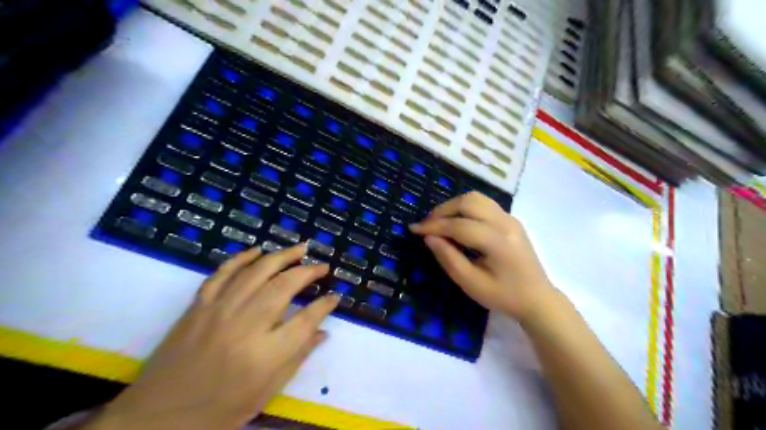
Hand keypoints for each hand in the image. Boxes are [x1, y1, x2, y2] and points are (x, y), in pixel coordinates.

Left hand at [89, 244, 336, 428]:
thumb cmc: (220, 409)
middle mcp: (246, 325)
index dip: (325, 305)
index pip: (307, 319)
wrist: (158, 417)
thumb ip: (298, 357)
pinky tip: (258, 250)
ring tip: (300, 248)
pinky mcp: (199, 305)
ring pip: (257, 271)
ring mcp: (220, 310)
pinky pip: (223, 273)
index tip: (336, 295)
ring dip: (282, 256)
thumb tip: (322, 332)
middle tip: (323, 266)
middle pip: (285, 286)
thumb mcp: (267, 391)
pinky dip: (242, 258)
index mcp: (266, 354)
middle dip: (309, 272)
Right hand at [411, 192, 553, 322]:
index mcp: (497, 241)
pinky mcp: (511, 220)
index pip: (458, 225)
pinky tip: (457, 223)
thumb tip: (429, 237)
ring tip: (440, 222)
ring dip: (454, 206)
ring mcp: (510, 218)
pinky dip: (465, 208)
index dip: (434, 226)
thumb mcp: (471, 284)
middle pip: (468, 202)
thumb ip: (448, 258)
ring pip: (476, 198)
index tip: (414, 229)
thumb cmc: (504, 296)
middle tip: (427, 225)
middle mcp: (505, 222)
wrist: (538, 299)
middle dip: (443, 211)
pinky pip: (484, 204)